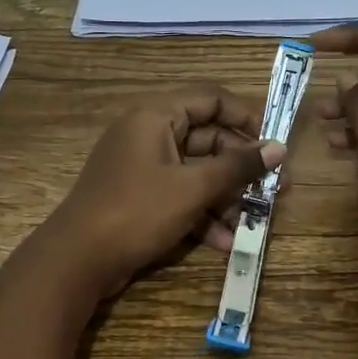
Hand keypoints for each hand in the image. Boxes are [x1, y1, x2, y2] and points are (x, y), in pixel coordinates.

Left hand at [38, 86, 285, 298]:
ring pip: (196, 171)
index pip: (210, 99)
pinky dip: (202, 213)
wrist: (77, 260)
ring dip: (225, 196)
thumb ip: (238, 167)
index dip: (246, 117)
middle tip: (275, 190)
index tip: (274, 145)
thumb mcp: (193, 188)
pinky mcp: (140, 197)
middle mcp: (149, 134)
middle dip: (240, 167)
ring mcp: (142, 167)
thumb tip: (279, 148)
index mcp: (156, 116)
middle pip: (207, 138)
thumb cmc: (137, 212)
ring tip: (253, 222)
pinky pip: (180, 195)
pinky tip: (225, 242)